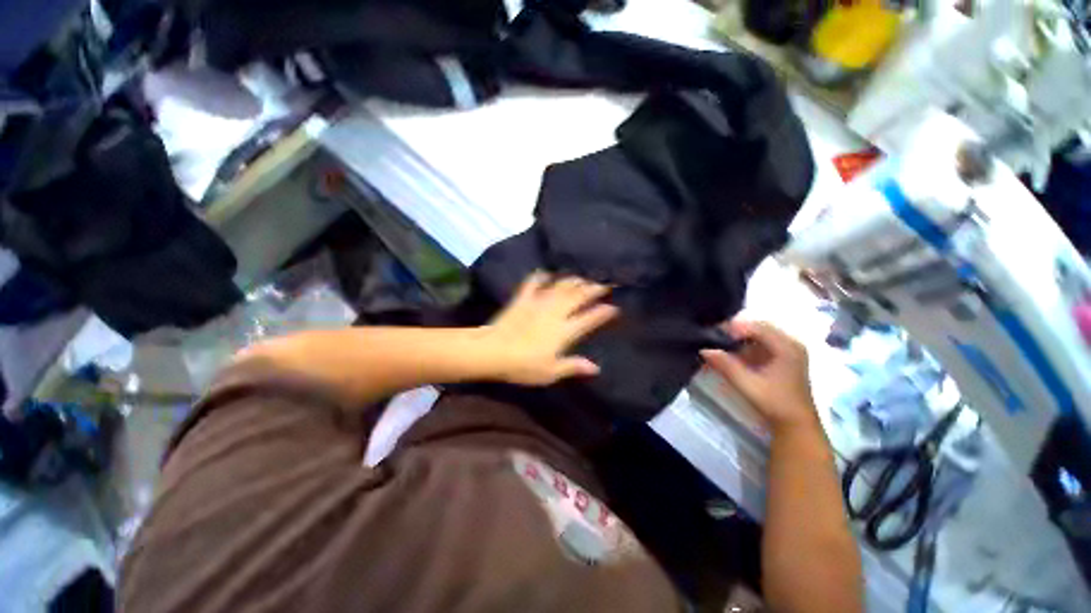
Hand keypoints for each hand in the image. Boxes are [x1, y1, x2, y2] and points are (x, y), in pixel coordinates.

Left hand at [481, 272, 618, 385]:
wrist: (493, 351)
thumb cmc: (523, 365)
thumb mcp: (551, 372)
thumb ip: (573, 366)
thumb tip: (596, 368)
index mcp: (565, 330)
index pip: (589, 318)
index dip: (603, 312)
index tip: (614, 307)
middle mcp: (556, 312)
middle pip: (578, 296)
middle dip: (593, 289)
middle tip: (604, 283)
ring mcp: (539, 303)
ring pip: (561, 287)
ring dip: (573, 281)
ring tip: (583, 277)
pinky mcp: (523, 299)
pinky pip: (533, 283)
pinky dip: (540, 277)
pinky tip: (546, 273)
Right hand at [700, 319, 818, 434]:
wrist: (796, 424)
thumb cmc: (774, 403)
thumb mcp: (747, 384)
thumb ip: (726, 365)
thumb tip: (704, 349)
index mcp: (787, 347)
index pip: (757, 327)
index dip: (734, 328)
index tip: (714, 334)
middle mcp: (790, 343)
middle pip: (758, 326)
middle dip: (735, 330)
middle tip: (714, 336)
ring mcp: (788, 349)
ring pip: (759, 333)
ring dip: (739, 336)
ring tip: (719, 342)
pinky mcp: (783, 356)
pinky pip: (762, 341)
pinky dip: (746, 344)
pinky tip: (732, 351)